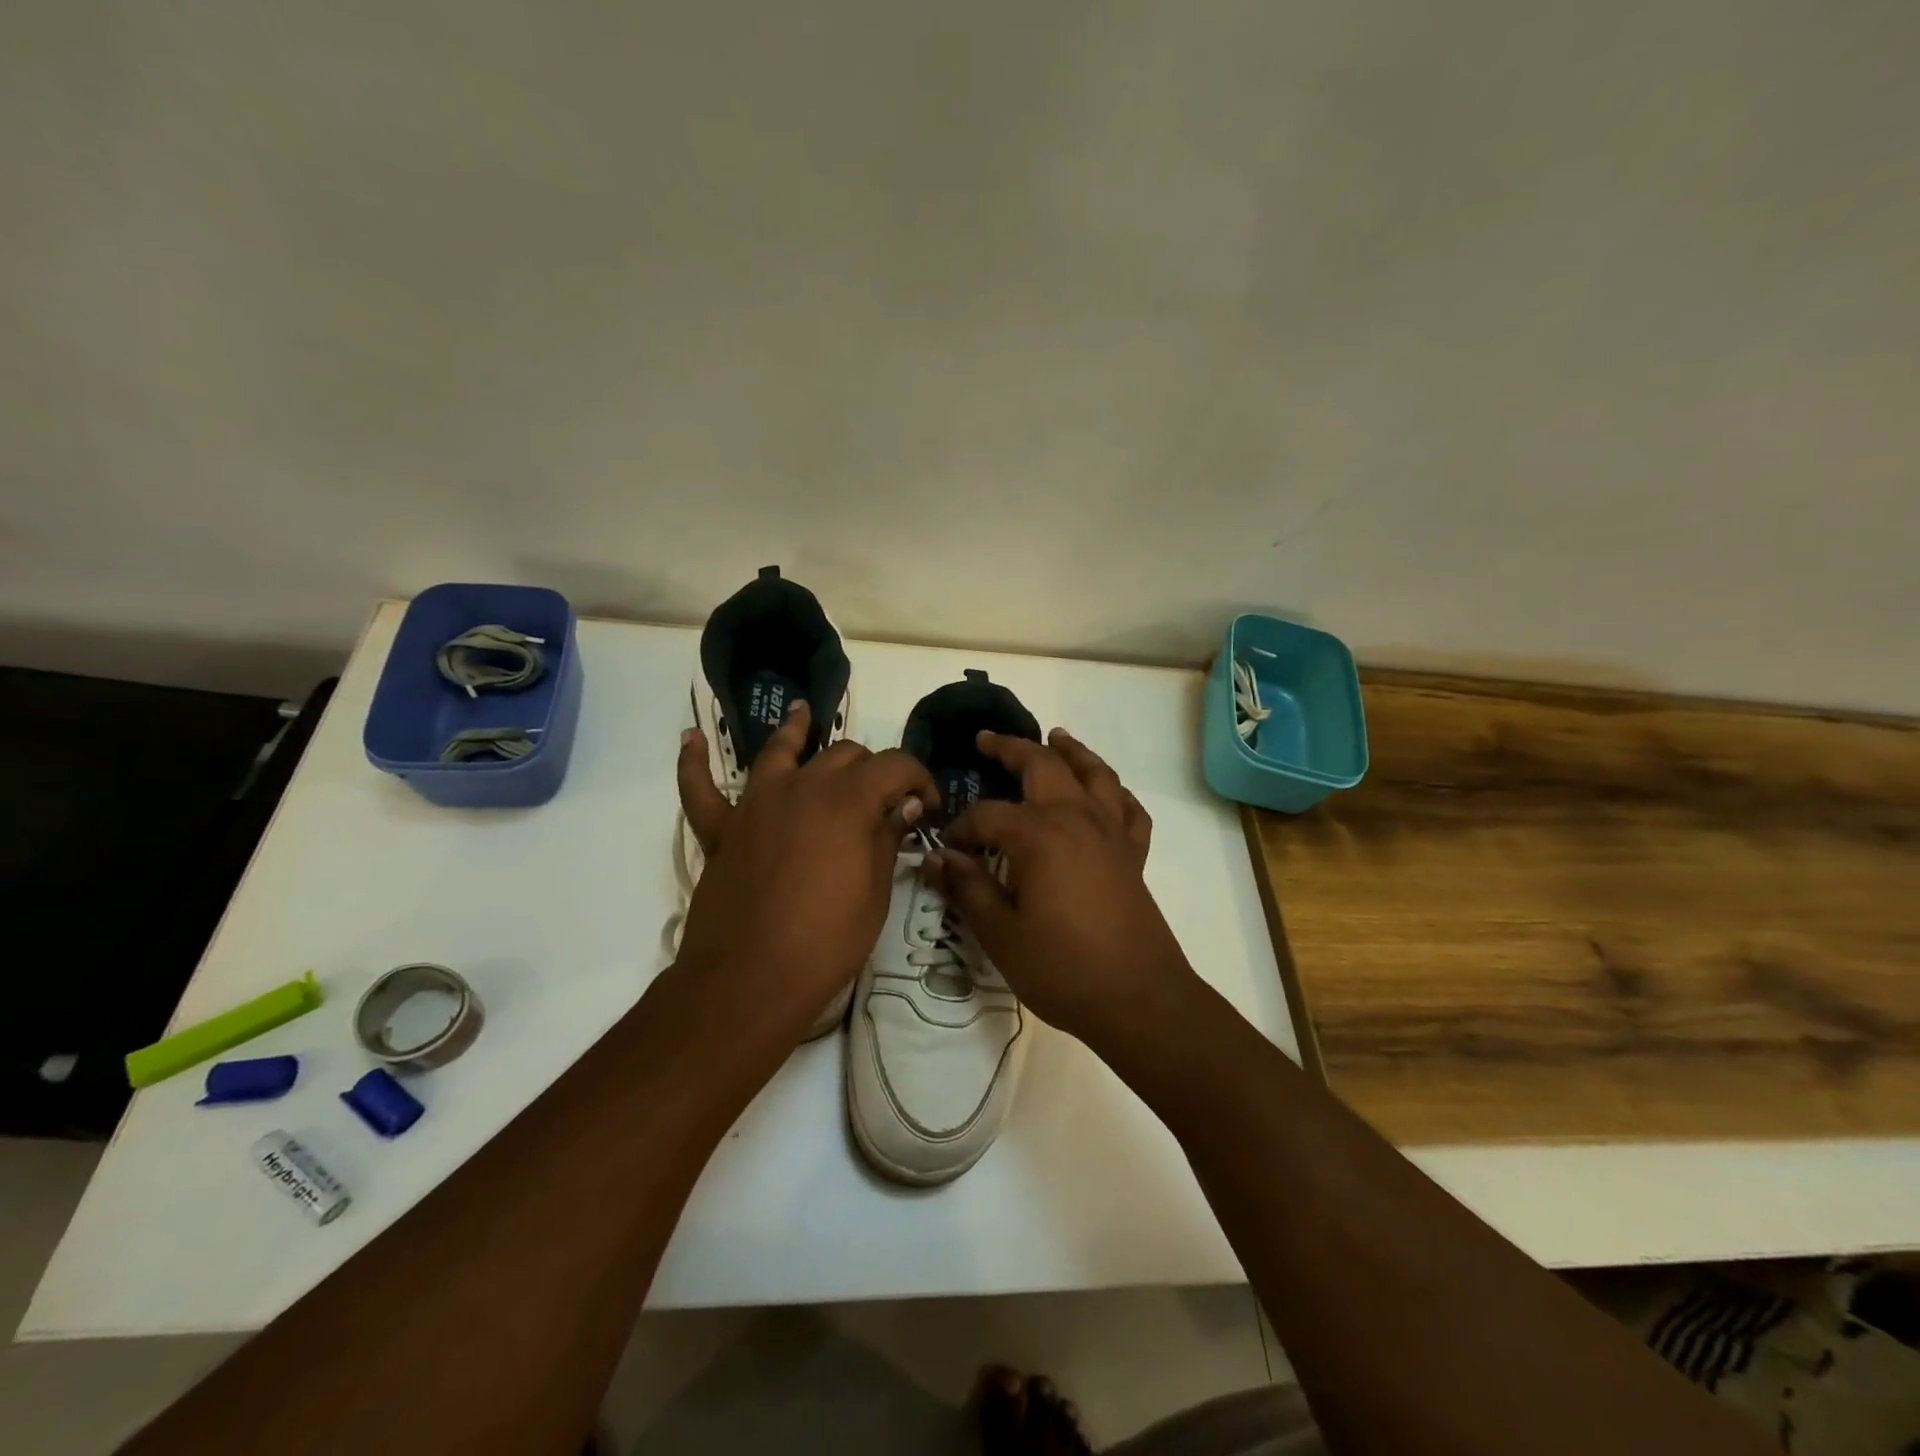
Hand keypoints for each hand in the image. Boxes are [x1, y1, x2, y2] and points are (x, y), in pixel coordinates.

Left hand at [676, 701, 937, 1044]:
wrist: (750, 979)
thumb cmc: (826, 940)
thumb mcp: (875, 892)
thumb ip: (887, 837)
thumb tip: (906, 803)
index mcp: (848, 800)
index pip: (896, 765)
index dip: (920, 778)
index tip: (930, 805)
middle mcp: (802, 787)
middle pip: (844, 755)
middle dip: (872, 769)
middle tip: (885, 800)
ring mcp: (756, 804)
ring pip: (778, 752)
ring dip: (794, 731)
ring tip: (801, 713)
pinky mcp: (721, 830)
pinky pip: (700, 789)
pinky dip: (694, 763)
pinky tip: (691, 739)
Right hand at [924, 728, 1199, 1047]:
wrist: (1138, 999)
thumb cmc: (1062, 968)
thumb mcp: (1001, 933)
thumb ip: (967, 888)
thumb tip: (936, 857)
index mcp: (1039, 835)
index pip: (988, 815)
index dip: (962, 829)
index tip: (948, 852)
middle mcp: (1077, 819)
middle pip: (1044, 766)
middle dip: (1012, 748)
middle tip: (987, 741)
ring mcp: (1111, 833)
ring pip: (1094, 774)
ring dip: (1071, 752)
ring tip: (1055, 737)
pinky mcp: (1133, 855)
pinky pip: (1128, 809)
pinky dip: (1115, 792)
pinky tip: (1105, 794)